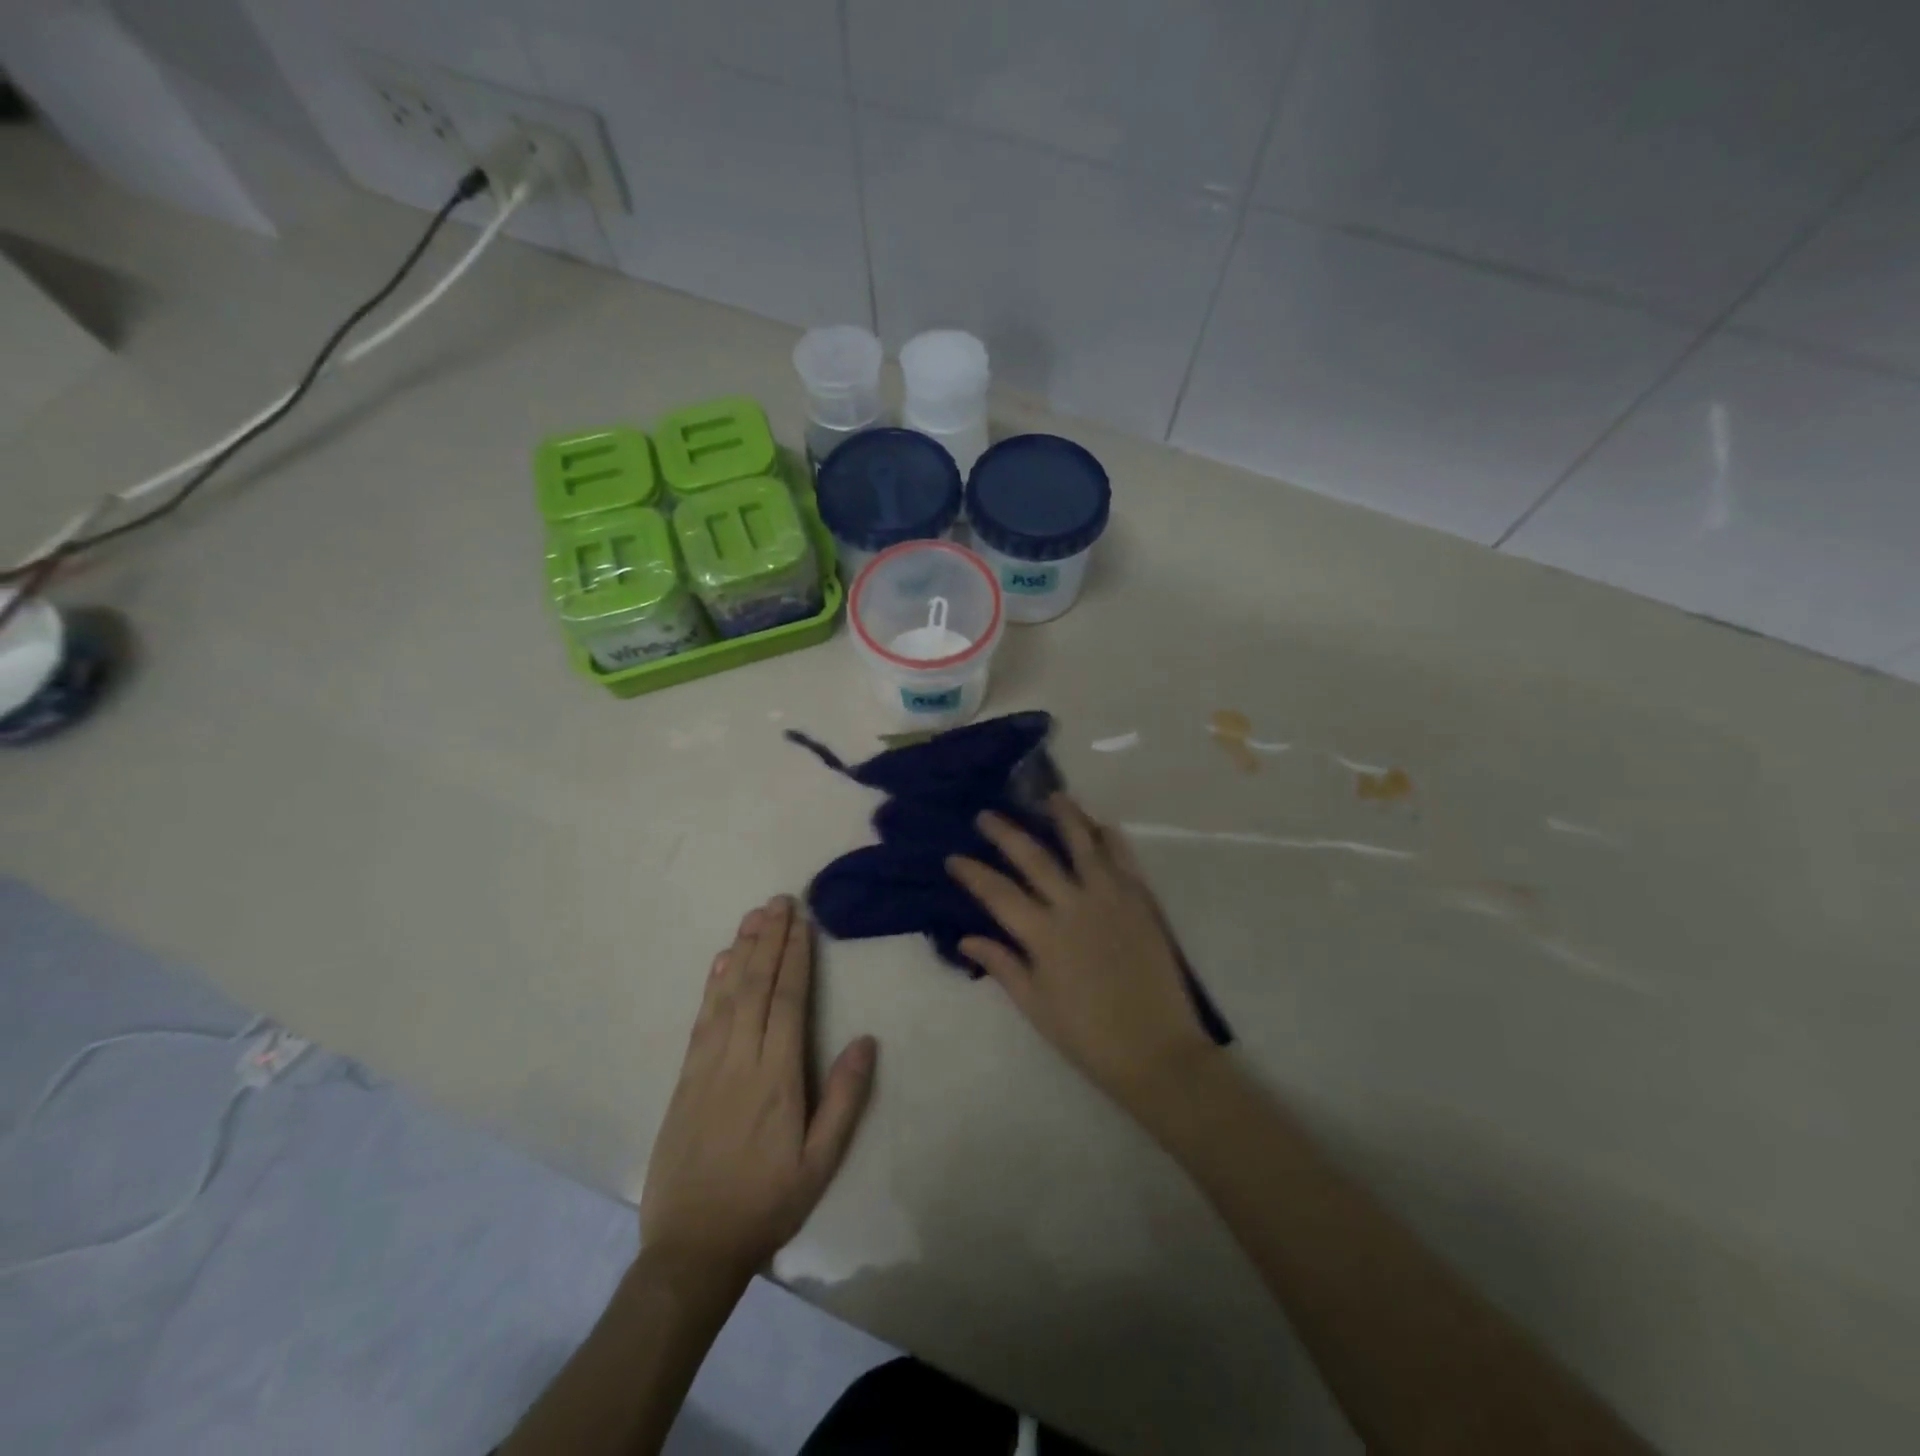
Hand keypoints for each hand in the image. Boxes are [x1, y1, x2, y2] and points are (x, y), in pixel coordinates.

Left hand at [640, 896, 876, 1284]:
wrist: (691, 1249)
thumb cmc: (766, 1204)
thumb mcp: (820, 1163)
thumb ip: (844, 1099)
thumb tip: (865, 1040)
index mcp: (777, 1078)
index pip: (788, 1002)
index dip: (795, 958)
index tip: (801, 922)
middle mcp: (740, 1060)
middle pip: (756, 987)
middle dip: (769, 940)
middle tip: (779, 901)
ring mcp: (707, 1067)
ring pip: (726, 996)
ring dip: (741, 952)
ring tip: (753, 916)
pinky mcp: (684, 1078)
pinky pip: (701, 1020)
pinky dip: (711, 985)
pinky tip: (719, 962)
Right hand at [946, 796, 1217, 1115]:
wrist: (1157, 1051)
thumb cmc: (1088, 1035)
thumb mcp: (1036, 1006)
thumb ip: (1003, 966)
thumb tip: (966, 938)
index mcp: (1043, 935)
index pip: (998, 893)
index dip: (972, 872)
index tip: (953, 857)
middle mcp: (1074, 906)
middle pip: (1034, 858)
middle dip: (1006, 833)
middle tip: (987, 815)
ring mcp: (1111, 899)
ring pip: (1084, 845)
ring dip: (1066, 817)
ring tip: (1051, 796)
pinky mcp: (1141, 902)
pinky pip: (1124, 859)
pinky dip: (1111, 838)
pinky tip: (1100, 825)